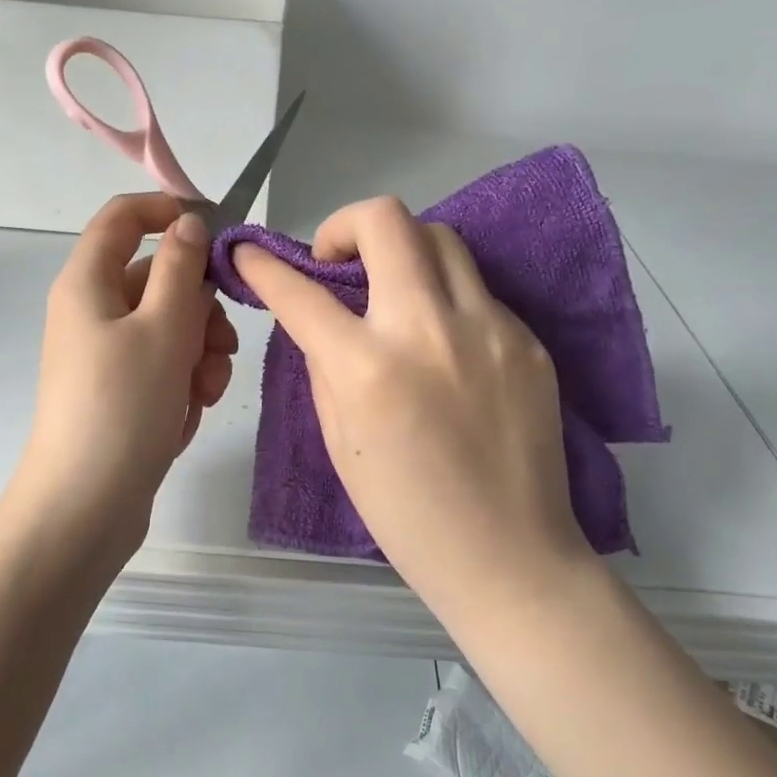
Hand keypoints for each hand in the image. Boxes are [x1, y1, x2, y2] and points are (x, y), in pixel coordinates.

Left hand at [4, 194, 237, 556]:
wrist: (86, 506)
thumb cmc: (123, 406)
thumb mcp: (163, 328)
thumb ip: (180, 268)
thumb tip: (188, 223)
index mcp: (88, 282)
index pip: (123, 216)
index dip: (168, 211)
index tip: (218, 232)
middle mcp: (93, 310)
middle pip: (158, 277)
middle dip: (200, 307)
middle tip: (221, 344)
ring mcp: (106, 353)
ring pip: (170, 324)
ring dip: (200, 350)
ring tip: (206, 390)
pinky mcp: (121, 390)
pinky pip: (163, 364)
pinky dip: (184, 380)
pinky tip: (189, 413)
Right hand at [234, 197, 583, 594]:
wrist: (509, 557)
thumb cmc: (407, 516)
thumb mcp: (340, 443)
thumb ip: (325, 367)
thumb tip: (321, 319)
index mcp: (368, 368)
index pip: (301, 291)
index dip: (263, 265)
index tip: (248, 251)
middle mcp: (428, 329)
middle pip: (385, 220)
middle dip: (344, 225)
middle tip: (336, 262)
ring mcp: (488, 327)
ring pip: (439, 237)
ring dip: (401, 249)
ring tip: (391, 289)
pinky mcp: (527, 339)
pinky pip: (476, 289)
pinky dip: (444, 297)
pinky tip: (442, 341)